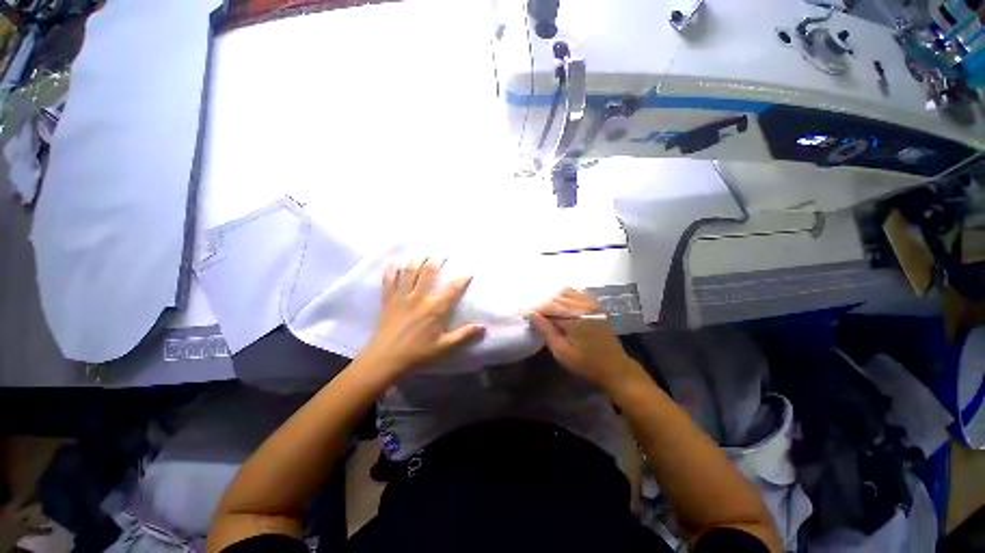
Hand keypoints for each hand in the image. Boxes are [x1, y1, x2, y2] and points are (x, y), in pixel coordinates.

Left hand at [360, 258, 485, 379]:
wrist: (385, 359)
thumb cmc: (417, 353)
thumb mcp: (444, 347)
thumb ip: (464, 334)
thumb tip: (483, 327)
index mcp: (436, 308)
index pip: (453, 288)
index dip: (462, 278)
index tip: (468, 271)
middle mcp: (420, 297)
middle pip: (429, 272)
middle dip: (436, 260)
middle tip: (441, 253)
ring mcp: (402, 296)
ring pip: (410, 271)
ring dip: (417, 260)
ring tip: (423, 253)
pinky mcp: (388, 300)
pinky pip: (389, 280)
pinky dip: (391, 270)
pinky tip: (394, 263)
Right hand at [527, 288, 638, 388]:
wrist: (615, 367)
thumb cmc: (586, 364)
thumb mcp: (562, 352)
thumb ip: (546, 331)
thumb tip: (531, 314)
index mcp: (574, 317)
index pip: (548, 305)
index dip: (534, 310)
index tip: (525, 317)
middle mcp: (582, 305)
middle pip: (555, 297)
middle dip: (542, 305)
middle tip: (535, 317)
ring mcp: (591, 303)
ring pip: (565, 292)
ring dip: (553, 299)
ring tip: (547, 313)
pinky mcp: (595, 305)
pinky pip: (577, 292)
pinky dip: (566, 296)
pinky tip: (562, 307)